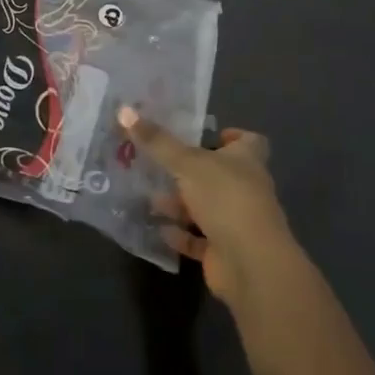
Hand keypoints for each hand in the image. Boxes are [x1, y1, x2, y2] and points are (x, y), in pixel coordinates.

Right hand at [119, 107, 298, 305]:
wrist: (250, 264)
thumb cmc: (225, 199)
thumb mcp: (186, 163)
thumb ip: (156, 141)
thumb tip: (124, 110)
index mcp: (246, 161)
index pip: (249, 142)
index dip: (232, 137)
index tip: (209, 134)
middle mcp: (245, 189)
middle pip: (220, 175)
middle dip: (190, 171)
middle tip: (159, 163)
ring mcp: (236, 222)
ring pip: (206, 207)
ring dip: (180, 204)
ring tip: (149, 197)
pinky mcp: (224, 251)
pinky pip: (198, 239)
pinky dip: (180, 234)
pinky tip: (158, 228)